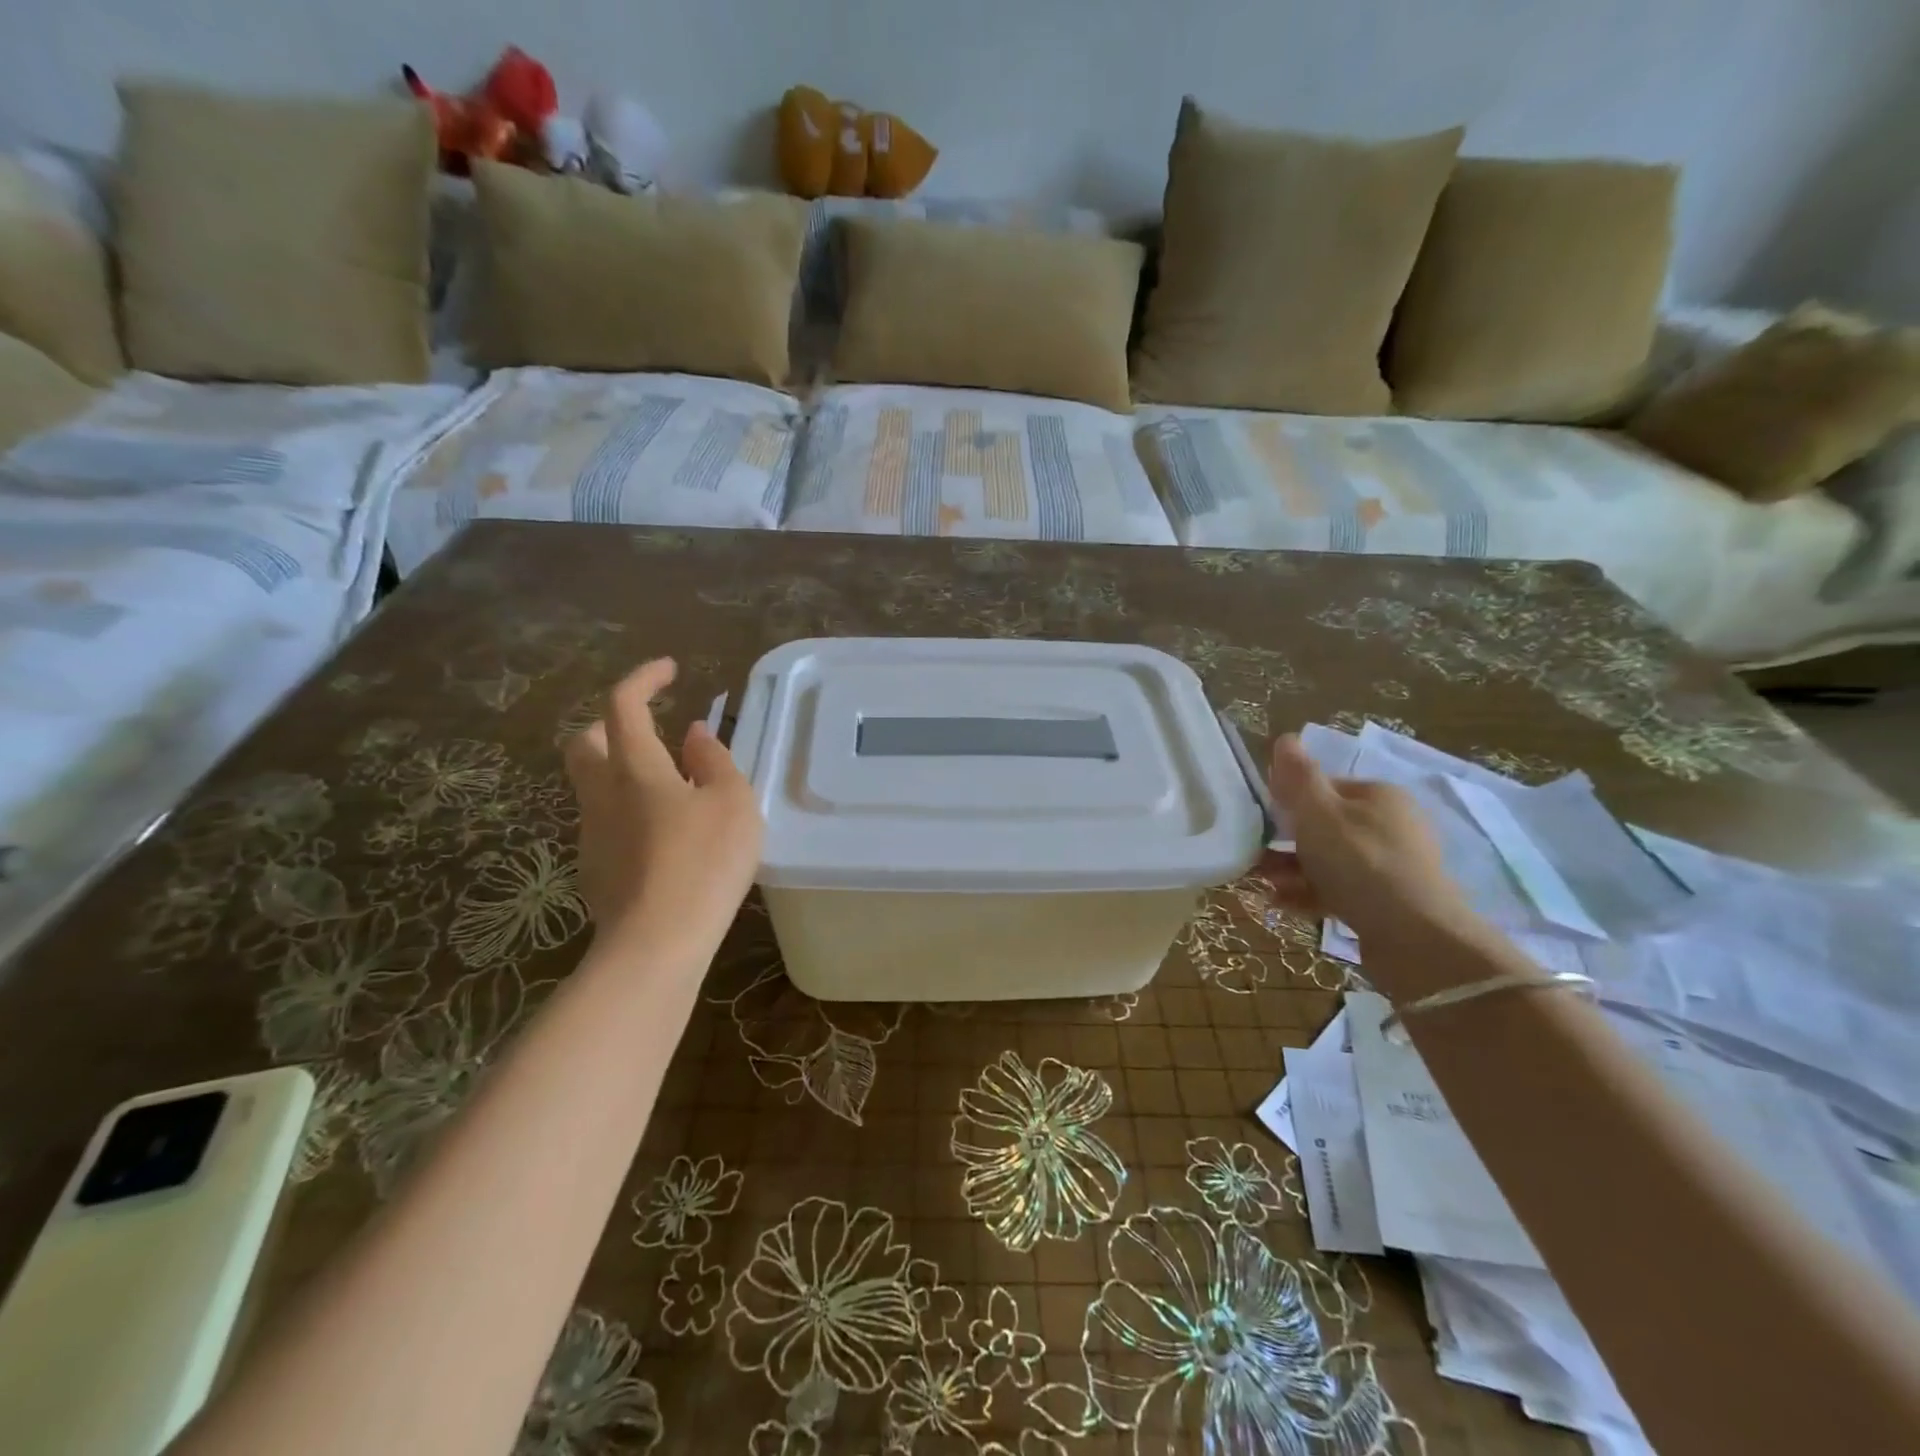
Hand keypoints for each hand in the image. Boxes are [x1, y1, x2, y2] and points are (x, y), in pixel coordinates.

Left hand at [564, 659, 763, 951]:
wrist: (657, 944)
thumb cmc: (704, 863)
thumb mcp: (732, 803)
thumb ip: (715, 761)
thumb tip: (695, 734)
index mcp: (635, 769)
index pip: (623, 705)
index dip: (643, 679)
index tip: (669, 670)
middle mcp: (602, 794)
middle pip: (584, 742)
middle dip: (611, 723)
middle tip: (649, 727)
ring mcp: (592, 834)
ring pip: (594, 784)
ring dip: (623, 770)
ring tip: (671, 787)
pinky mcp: (595, 870)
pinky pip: (607, 823)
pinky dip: (630, 811)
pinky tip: (664, 837)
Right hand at [1258, 734, 1481, 950]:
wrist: (1415, 938)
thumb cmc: (1360, 863)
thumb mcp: (1319, 814)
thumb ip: (1298, 778)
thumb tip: (1285, 738)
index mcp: (1378, 796)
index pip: (1324, 788)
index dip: (1290, 802)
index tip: (1262, 822)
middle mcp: (1390, 825)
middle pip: (1324, 827)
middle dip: (1286, 843)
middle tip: (1256, 860)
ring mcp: (1392, 866)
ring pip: (1329, 860)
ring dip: (1292, 870)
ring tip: (1265, 884)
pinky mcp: (1388, 901)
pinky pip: (1340, 889)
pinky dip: (1310, 893)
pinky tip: (1283, 904)